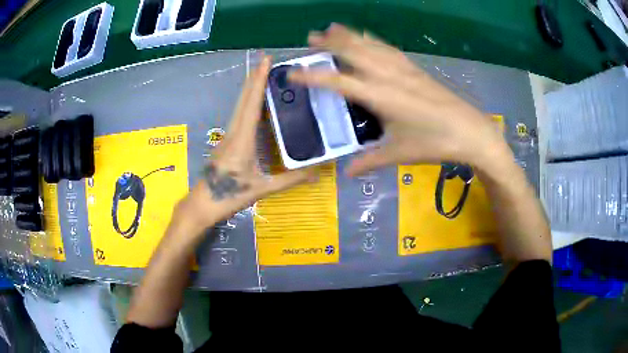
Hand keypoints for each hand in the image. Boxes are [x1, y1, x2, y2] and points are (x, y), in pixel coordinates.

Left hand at [176, 56, 314, 230]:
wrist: (202, 203)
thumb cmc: (229, 196)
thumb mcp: (261, 189)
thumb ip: (289, 180)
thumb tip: (317, 173)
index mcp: (242, 139)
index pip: (252, 103)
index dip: (258, 80)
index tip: (265, 61)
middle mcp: (233, 131)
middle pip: (244, 99)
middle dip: (254, 78)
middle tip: (266, 61)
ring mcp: (228, 136)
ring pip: (239, 106)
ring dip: (250, 88)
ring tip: (263, 75)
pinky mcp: (227, 142)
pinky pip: (239, 116)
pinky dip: (248, 103)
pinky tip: (256, 103)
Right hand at [289, 24, 511, 176]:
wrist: (470, 131)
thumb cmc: (434, 143)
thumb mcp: (399, 154)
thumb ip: (370, 161)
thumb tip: (347, 172)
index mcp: (380, 96)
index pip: (338, 82)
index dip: (312, 77)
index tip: (293, 73)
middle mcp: (388, 75)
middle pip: (353, 52)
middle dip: (330, 43)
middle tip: (311, 36)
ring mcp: (403, 69)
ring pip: (370, 45)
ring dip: (349, 35)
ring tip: (333, 28)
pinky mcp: (415, 68)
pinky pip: (388, 48)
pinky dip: (372, 40)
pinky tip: (367, 37)